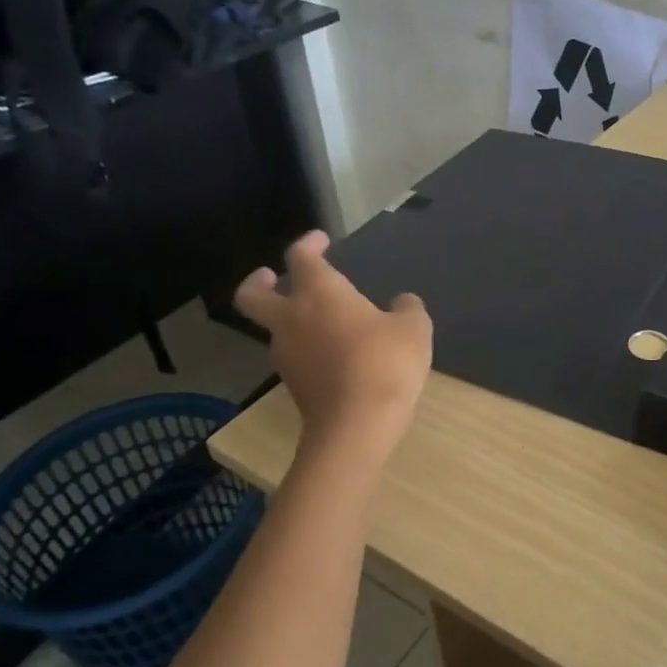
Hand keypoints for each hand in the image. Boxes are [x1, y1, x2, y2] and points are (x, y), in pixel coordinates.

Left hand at [233, 231, 432, 451]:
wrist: (357, 426)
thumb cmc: (385, 363)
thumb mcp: (413, 329)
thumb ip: (407, 309)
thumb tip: (402, 302)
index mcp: (320, 294)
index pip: (301, 257)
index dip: (308, 244)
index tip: (320, 240)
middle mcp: (293, 319)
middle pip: (252, 295)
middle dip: (257, 282)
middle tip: (271, 276)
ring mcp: (287, 355)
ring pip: (276, 329)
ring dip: (290, 319)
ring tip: (324, 323)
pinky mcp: (294, 385)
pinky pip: (295, 356)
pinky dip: (307, 348)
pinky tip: (335, 354)